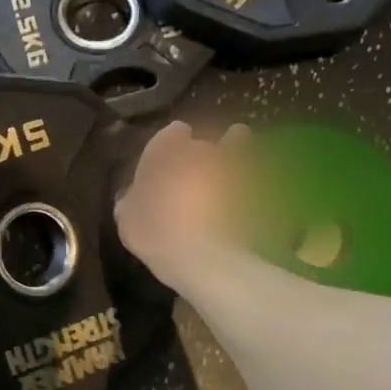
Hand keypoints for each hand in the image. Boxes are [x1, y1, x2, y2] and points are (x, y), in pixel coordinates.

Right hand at [114, 121, 252, 287]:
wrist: (206, 257)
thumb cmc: (155, 232)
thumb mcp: (127, 220)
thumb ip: (132, 199)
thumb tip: (134, 195)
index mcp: (166, 148)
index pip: (173, 132)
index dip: (171, 148)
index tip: (168, 167)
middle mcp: (203, 146)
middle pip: (206, 140)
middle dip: (204, 155)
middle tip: (196, 181)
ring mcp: (236, 163)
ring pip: (239, 146)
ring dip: (235, 157)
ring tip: (232, 178)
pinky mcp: (263, 184)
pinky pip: (260, 176)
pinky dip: (258, 182)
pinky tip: (252, 200)